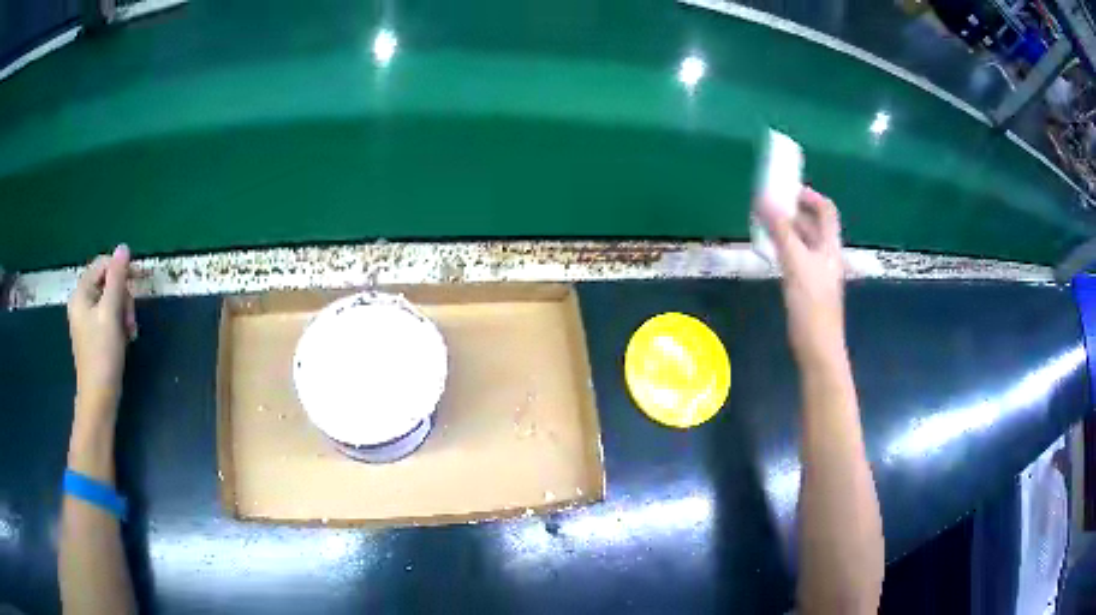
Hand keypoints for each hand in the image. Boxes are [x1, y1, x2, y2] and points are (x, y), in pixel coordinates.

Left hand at [67, 245, 137, 421]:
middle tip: (130, 319)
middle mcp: (82, 302)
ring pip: (112, 301)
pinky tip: (126, 338)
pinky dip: (121, 324)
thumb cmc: (102, 354)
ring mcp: (88, 319)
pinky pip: (111, 317)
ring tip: (129, 332)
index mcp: (81, 293)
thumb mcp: (111, 312)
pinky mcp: (96, 334)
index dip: (121, 269)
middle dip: (123, 297)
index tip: (138, 282)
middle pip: (108, 283)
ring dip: (125, 312)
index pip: (103, 265)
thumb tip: (123, 247)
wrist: (99, 398)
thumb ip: (117, 278)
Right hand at [758, 187, 845, 365]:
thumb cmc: (811, 305)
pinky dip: (784, 247)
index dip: (810, 196)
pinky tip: (769, 250)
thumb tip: (764, 198)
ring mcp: (817, 272)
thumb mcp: (796, 263)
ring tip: (764, 222)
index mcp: (829, 246)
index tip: (786, 188)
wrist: (817, 348)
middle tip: (769, 203)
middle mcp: (826, 255)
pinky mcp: (807, 287)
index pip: (826, 210)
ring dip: (787, 228)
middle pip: (814, 224)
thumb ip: (781, 231)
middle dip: (793, 210)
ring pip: (804, 241)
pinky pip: (796, 257)